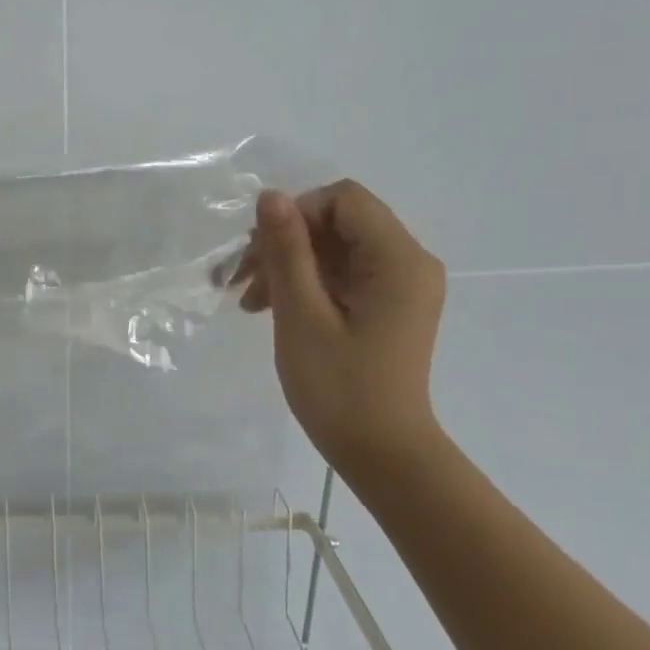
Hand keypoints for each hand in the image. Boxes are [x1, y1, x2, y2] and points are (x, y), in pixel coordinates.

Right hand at [234, 181, 446, 467]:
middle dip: (285, 242)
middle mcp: (408, 262)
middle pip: (338, 222)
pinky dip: (306, 283)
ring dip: (289, 264)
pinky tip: (271, 308)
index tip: (261, 252)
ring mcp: (400, 285)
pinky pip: (342, 274)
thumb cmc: (340, 387)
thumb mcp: (302, 315)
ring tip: (249, 301)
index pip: (344, 200)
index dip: (296, 214)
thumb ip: (287, 250)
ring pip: (335, 248)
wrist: (382, 453)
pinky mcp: (388, 305)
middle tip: (240, 279)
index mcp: (398, 260)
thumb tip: (271, 195)